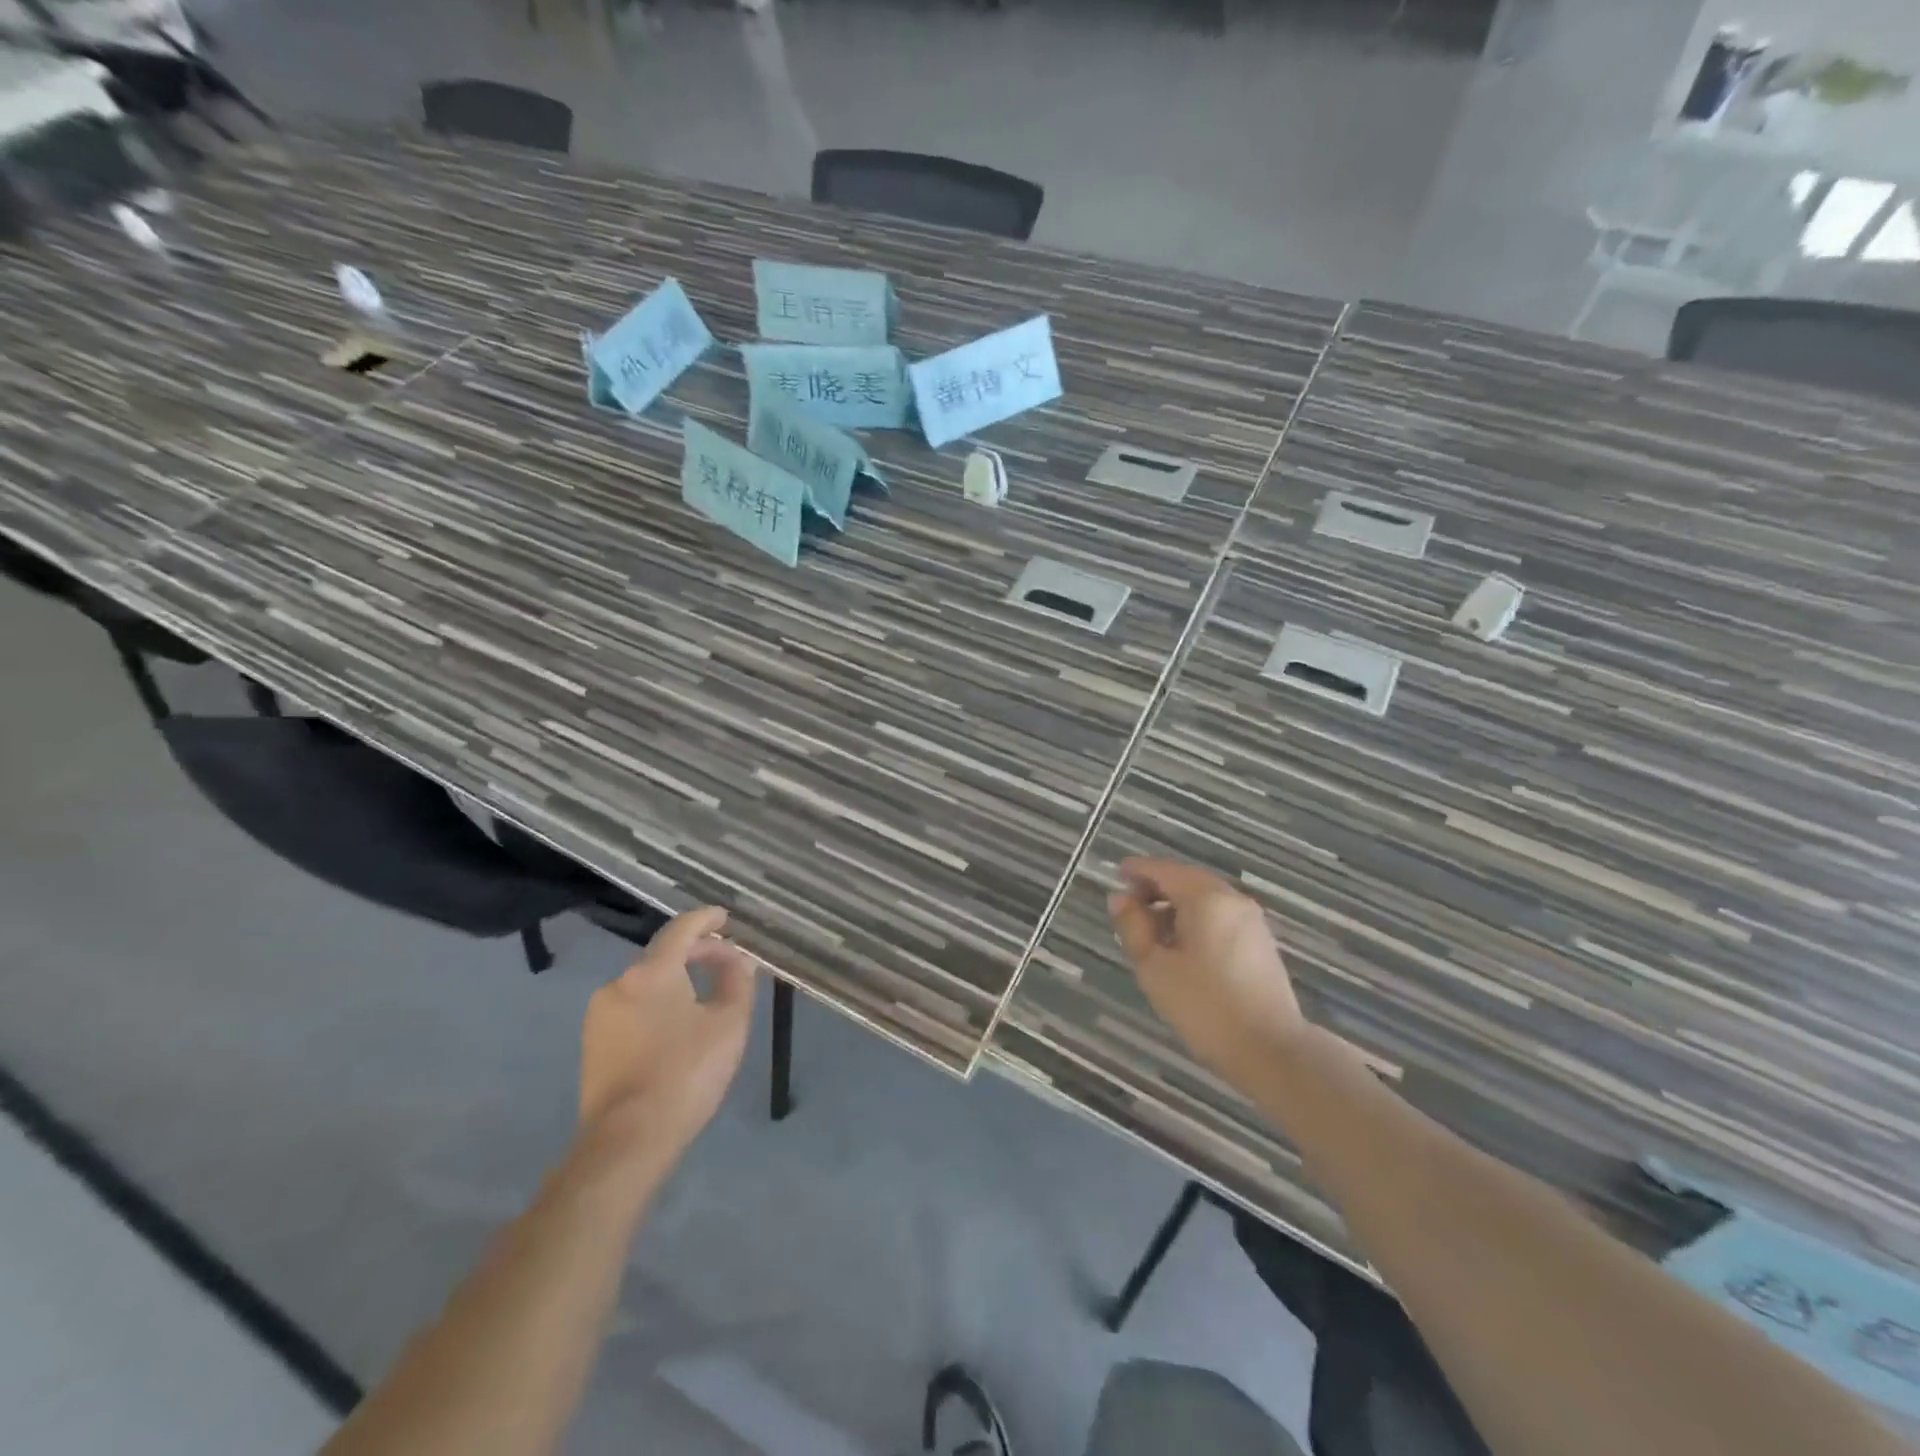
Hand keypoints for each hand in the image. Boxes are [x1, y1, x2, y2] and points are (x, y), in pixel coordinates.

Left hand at [579, 906, 756, 1163]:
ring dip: (676, 981)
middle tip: (726, 962)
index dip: (705, 919)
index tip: (725, 918)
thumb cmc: (686, 1074)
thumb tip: (738, 960)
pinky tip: (676, 1026)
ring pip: (646, 984)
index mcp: (652, 972)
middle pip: (662, 955)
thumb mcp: (729, 1024)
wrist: (627, 1141)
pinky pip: (632, 1008)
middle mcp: (619, 984)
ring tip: (704, 996)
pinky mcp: (593, 1045)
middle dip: (696, 953)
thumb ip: (737, 981)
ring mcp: (600, 1016)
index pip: (681, 929)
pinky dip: (658, 1004)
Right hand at [1109, 858, 1307, 1081]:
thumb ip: (1133, 927)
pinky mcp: (1260, 944)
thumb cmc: (1204, 1006)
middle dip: (1156, 889)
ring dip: (1175, 907)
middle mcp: (1232, 900)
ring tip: (1151, 935)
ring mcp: (1251, 921)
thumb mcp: (1155, 967)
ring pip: (1205, 900)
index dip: (1137, 870)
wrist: (1271, 1051)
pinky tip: (1181, 949)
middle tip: (1128, 909)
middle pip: (1187, 881)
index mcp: (1206, 898)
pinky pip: (1220, 918)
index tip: (1116, 875)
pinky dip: (1196, 921)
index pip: (1164, 870)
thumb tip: (1120, 898)